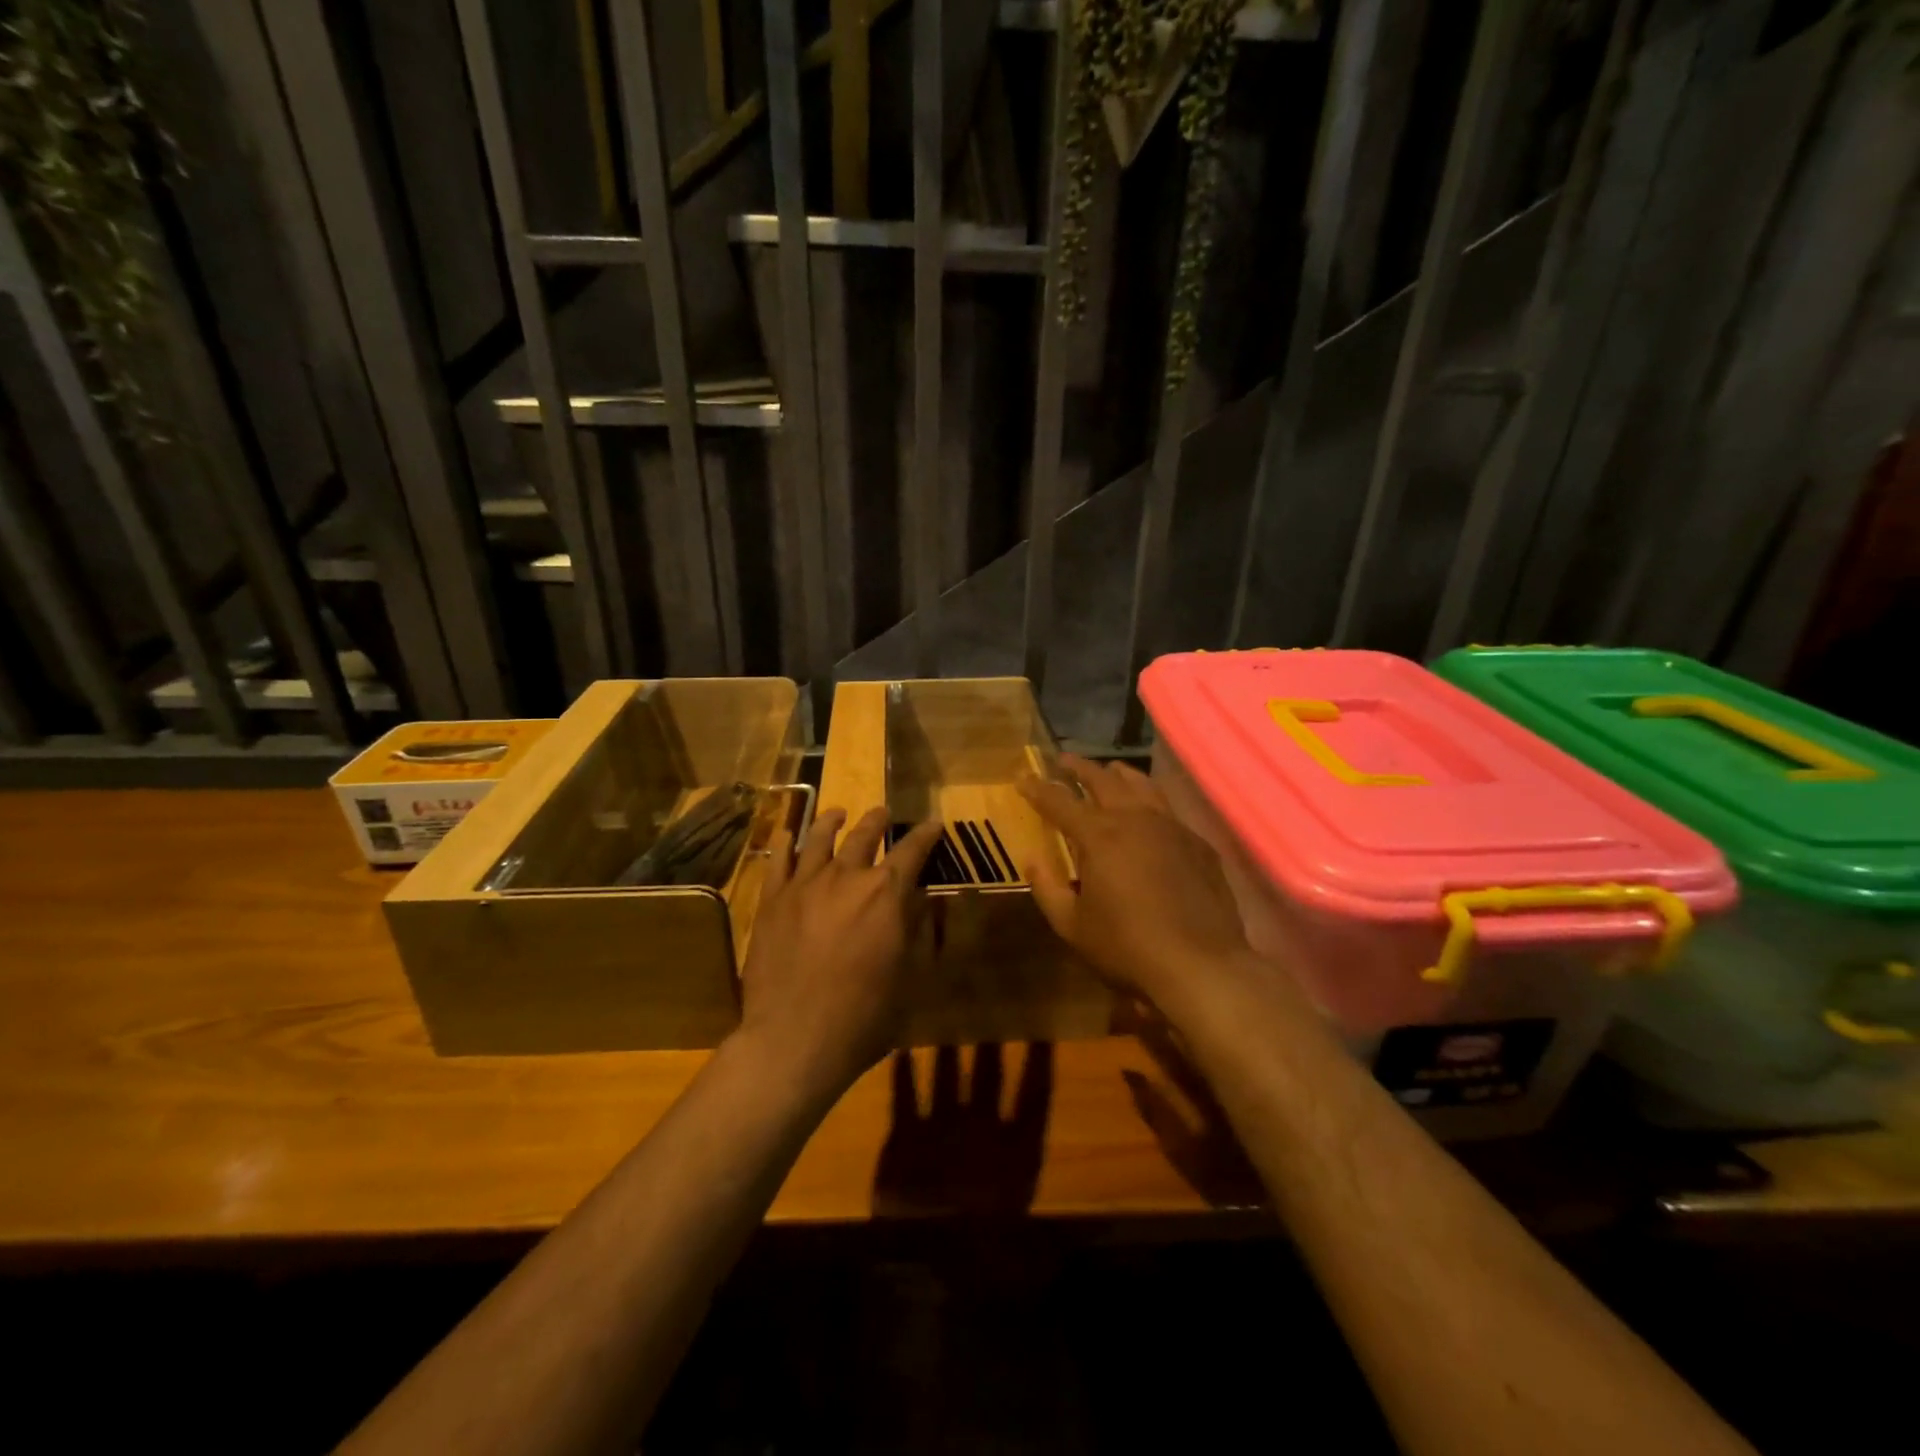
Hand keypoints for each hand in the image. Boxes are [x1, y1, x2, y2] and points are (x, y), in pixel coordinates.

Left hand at [735, 807, 942, 1100]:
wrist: (794, 1039)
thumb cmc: (863, 1015)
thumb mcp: (908, 975)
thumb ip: (915, 928)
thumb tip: (919, 897)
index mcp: (885, 893)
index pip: (912, 851)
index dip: (925, 836)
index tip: (933, 825)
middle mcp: (846, 877)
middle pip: (864, 836)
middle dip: (878, 821)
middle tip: (883, 813)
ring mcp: (804, 885)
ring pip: (820, 838)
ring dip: (832, 822)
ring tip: (838, 813)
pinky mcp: (772, 900)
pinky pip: (778, 860)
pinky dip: (785, 842)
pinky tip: (788, 834)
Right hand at [1019, 755, 1258, 1015]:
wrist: (1200, 965)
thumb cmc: (1126, 947)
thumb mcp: (1072, 925)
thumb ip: (1047, 887)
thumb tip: (1031, 857)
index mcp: (1099, 836)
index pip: (1059, 801)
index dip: (1037, 788)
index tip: (1022, 777)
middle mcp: (1135, 819)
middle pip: (1103, 780)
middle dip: (1080, 768)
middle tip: (1063, 761)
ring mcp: (1172, 827)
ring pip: (1143, 785)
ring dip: (1120, 775)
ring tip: (1109, 771)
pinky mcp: (1198, 844)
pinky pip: (1170, 810)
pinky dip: (1151, 802)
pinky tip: (1150, 815)